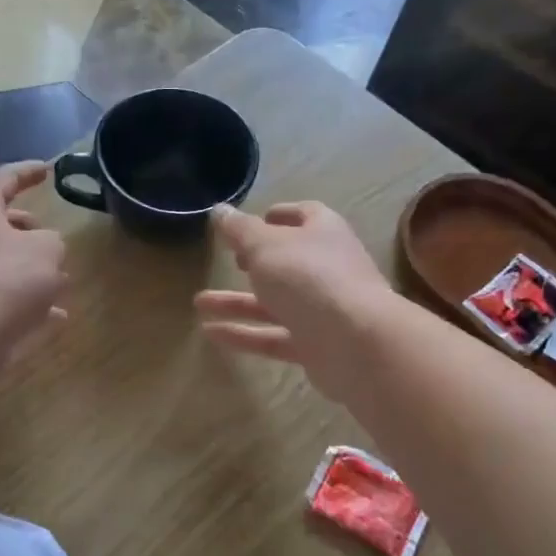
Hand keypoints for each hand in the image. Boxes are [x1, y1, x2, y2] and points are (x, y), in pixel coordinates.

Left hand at [0, 161, 67, 361]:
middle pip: (2, 225)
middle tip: (54, 240)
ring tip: (63, 281)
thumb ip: (53, 241)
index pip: (4, 179)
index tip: (49, 170)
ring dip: (33, 270)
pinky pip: (5, 298)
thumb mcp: (48, 249)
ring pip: (5, 264)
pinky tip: (57, 315)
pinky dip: (30, 302)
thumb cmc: (7, 279)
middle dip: (32, 231)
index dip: (29, 171)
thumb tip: (44, 250)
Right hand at [195, 201, 394, 400]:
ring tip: (198, 303)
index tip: (251, 223)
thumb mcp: (264, 246)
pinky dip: (244, 334)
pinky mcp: (316, 346)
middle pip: (288, 261)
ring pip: (275, 303)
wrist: (356, 343)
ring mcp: (324, 310)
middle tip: (229, 261)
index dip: (279, 216)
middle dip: (256, 262)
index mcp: (323, 233)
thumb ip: (239, 230)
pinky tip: (210, 334)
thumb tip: (219, 209)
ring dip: (237, 302)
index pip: (305, 215)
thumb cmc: (308, 278)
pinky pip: (274, 337)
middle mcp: (327, 268)